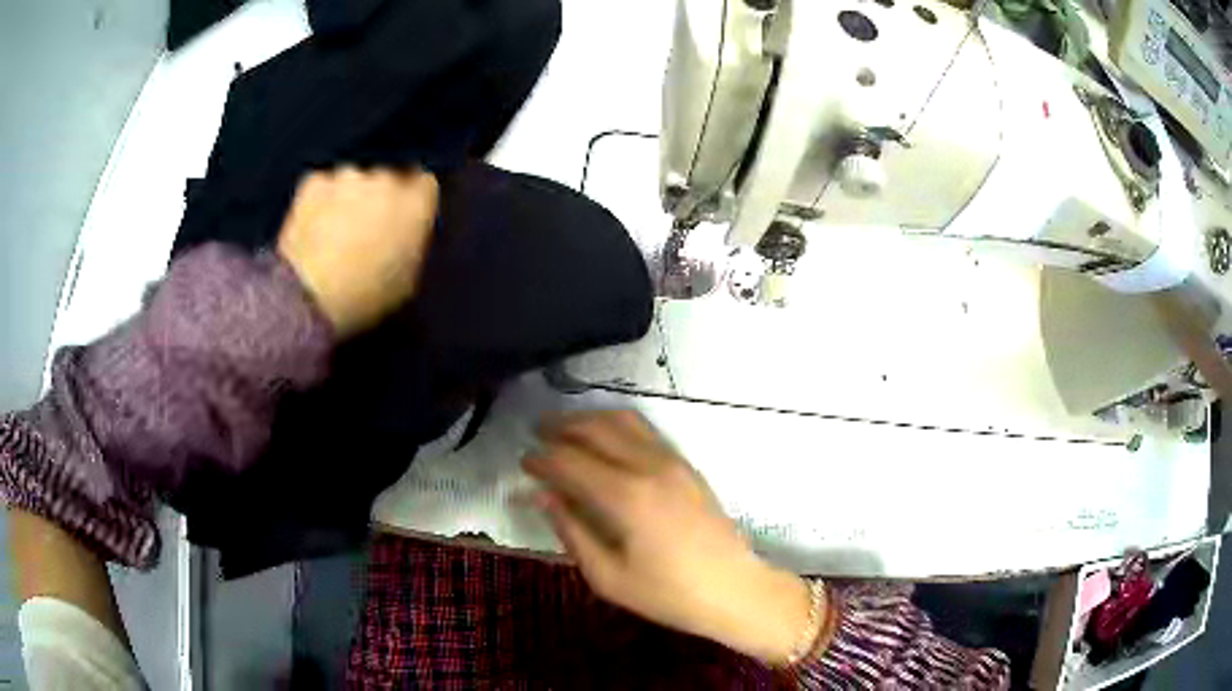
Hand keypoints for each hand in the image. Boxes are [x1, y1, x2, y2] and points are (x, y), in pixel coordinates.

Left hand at [276, 166, 439, 336]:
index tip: (403, 219)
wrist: (309, 295)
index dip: (412, 201)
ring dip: (348, 197)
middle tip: (366, 228)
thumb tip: (405, 234)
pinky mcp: (314, 180)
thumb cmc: (366, 296)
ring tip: (333, 229)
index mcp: (417, 204)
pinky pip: (322, 186)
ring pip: (353, 181)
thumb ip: (412, 244)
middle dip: (379, 197)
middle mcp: (386, 178)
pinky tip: (311, 226)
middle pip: (388, 178)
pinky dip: (319, 200)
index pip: (425, 184)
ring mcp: (348, 175)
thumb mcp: (407, 279)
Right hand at [523, 411, 815, 664]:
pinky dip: (616, 424)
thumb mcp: (608, 577)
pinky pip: (645, 430)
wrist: (733, 589)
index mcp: (625, 496)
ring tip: (565, 429)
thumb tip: (543, 496)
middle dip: (561, 426)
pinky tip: (604, 439)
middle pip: (595, 428)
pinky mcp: (686, 465)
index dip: (541, 458)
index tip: (523, 461)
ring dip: (589, 419)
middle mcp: (649, 466)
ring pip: (623, 420)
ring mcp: (672, 461)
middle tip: (536, 432)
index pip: (570, 461)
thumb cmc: (668, 593)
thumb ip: (572, 531)